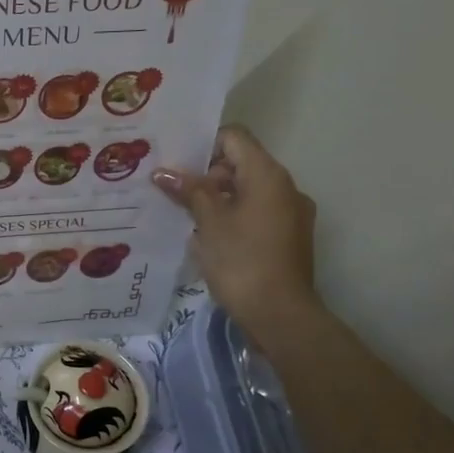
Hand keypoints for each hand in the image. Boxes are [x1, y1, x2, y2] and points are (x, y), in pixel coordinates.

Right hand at [153, 125, 319, 333]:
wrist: (280, 315)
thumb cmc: (241, 261)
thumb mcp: (209, 223)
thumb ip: (189, 191)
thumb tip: (163, 171)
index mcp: (268, 175)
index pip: (234, 137)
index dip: (204, 145)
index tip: (177, 166)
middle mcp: (285, 187)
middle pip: (241, 164)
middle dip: (206, 176)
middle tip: (174, 194)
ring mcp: (291, 213)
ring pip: (248, 191)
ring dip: (218, 199)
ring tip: (186, 218)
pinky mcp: (289, 237)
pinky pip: (257, 214)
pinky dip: (233, 218)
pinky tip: (210, 239)